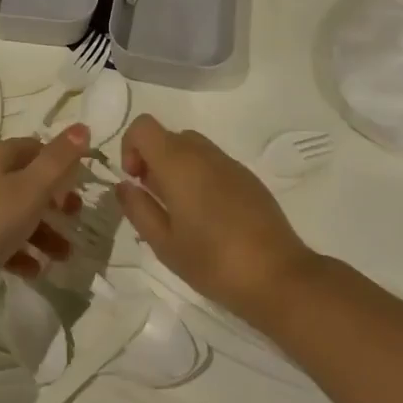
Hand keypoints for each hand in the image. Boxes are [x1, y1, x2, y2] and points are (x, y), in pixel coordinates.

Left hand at [0, 126, 89, 316]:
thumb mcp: (30, 189)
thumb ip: (58, 160)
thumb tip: (83, 126)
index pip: (35, 148)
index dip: (61, 163)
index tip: (82, 186)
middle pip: (27, 182)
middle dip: (55, 202)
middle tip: (76, 218)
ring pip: (16, 214)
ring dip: (43, 233)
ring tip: (64, 257)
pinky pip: (1, 240)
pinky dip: (20, 252)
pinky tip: (35, 270)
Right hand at [115, 115, 317, 325]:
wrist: (278, 276)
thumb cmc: (213, 262)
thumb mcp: (164, 243)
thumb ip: (138, 208)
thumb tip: (124, 185)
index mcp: (178, 163)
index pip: (143, 126)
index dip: (130, 147)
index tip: (135, 181)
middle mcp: (204, 153)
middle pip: (168, 136)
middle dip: (153, 160)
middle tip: (155, 200)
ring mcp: (230, 163)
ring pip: (192, 148)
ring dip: (177, 169)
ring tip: (181, 212)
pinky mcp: (249, 178)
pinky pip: (214, 163)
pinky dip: (201, 177)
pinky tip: (209, 217)